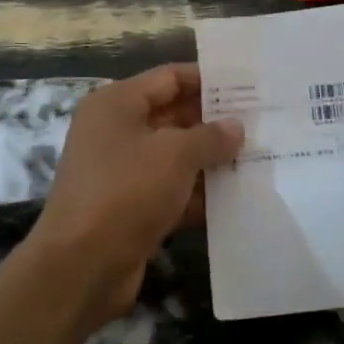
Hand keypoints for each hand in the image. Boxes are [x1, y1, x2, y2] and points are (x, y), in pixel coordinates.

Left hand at [28, 64, 242, 332]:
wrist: (82, 266)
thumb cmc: (126, 191)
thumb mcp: (175, 155)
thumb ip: (210, 136)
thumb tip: (235, 127)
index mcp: (117, 104)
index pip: (169, 78)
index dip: (208, 80)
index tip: (248, 87)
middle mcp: (116, 132)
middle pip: (174, 116)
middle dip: (215, 122)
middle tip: (262, 124)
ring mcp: (123, 173)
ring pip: (176, 157)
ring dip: (212, 160)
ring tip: (260, 158)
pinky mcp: (132, 209)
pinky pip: (172, 192)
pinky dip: (200, 195)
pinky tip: (238, 198)